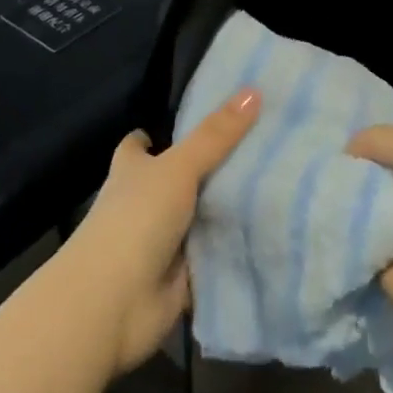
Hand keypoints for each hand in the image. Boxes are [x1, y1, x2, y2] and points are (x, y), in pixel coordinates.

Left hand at [59, 89, 260, 373]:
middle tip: (261, 146)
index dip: (157, 135)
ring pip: (200, 218)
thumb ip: (216, 134)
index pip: (140, 146)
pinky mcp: (182, 277)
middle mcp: (144, 204)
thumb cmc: (136, 219)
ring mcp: (162, 242)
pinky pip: (215, 255)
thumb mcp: (178, 167)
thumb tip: (254, 90)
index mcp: (132, 171)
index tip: (194, 121)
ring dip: (227, 210)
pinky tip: (275, 231)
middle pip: (179, 180)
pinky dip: (236, 248)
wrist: (113, 303)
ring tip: (280, 183)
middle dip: (211, 170)